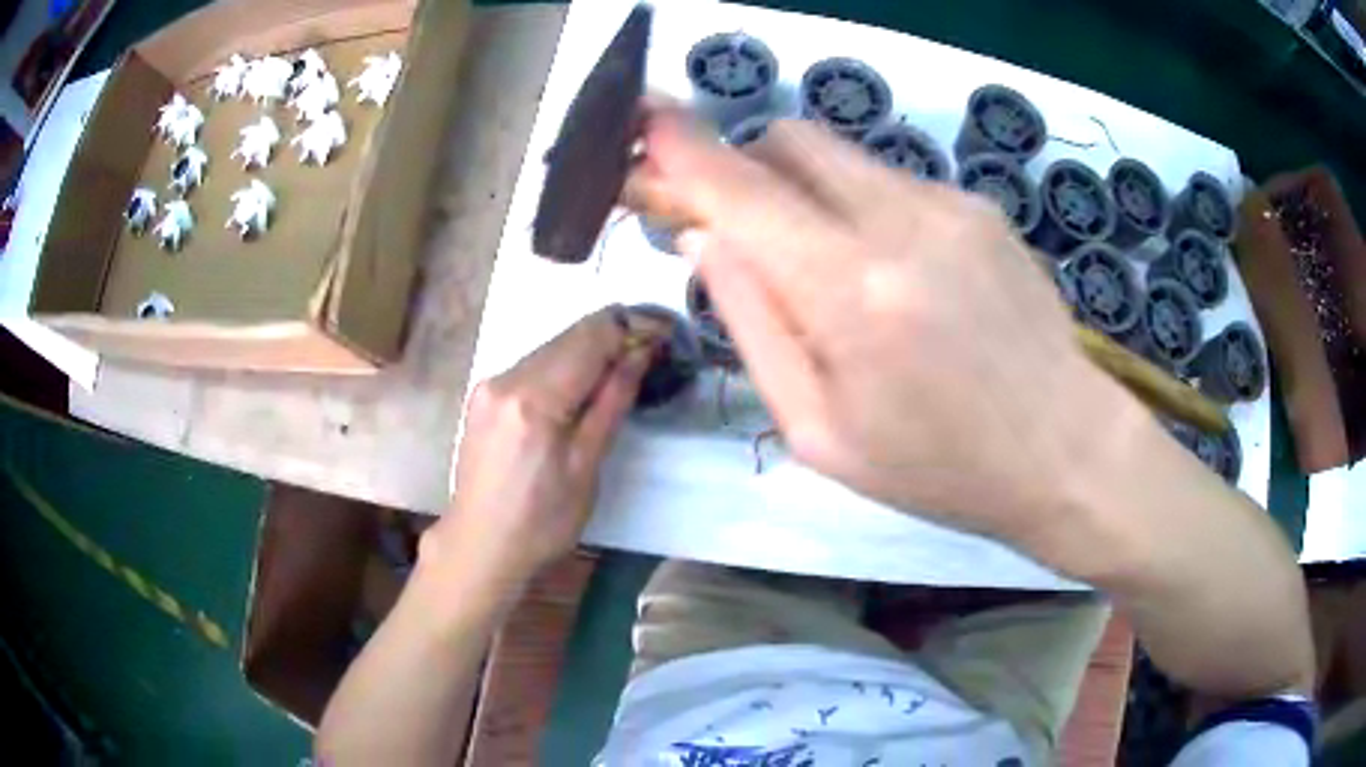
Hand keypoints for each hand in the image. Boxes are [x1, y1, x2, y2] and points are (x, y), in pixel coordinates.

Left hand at [429, 308, 651, 585]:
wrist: (482, 546)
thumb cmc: (541, 521)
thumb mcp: (586, 467)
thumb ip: (611, 403)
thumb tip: (638, 355)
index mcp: (533, 399)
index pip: (589, 338)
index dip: (630, 329)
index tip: (661, 335)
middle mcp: (505, 379)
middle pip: (567, 336)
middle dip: (611, 337)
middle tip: (649, 352)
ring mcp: (489, 385)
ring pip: (549, 348)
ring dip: (587, 351)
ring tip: (620, 371)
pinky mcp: (483, 397)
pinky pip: (531, 366)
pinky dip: (562, 367)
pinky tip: (579, 389)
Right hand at [632, 112, 1144, 552]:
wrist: (1066, 449)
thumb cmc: (940, 466)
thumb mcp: (820, 431)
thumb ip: (753, 326)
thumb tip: (706, 240)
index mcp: (852, 292)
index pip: (740, 188)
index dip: (680, 148)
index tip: (643, 125)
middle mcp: (901, 222)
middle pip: (788, 141)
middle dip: (746, 169)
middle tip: (744, 229)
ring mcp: (950, 204)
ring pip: (840, 156)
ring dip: (806, 191)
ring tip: (833, 268)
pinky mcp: (980, 206)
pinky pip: (890, 180)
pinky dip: (862, 207)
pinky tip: (897, 275)